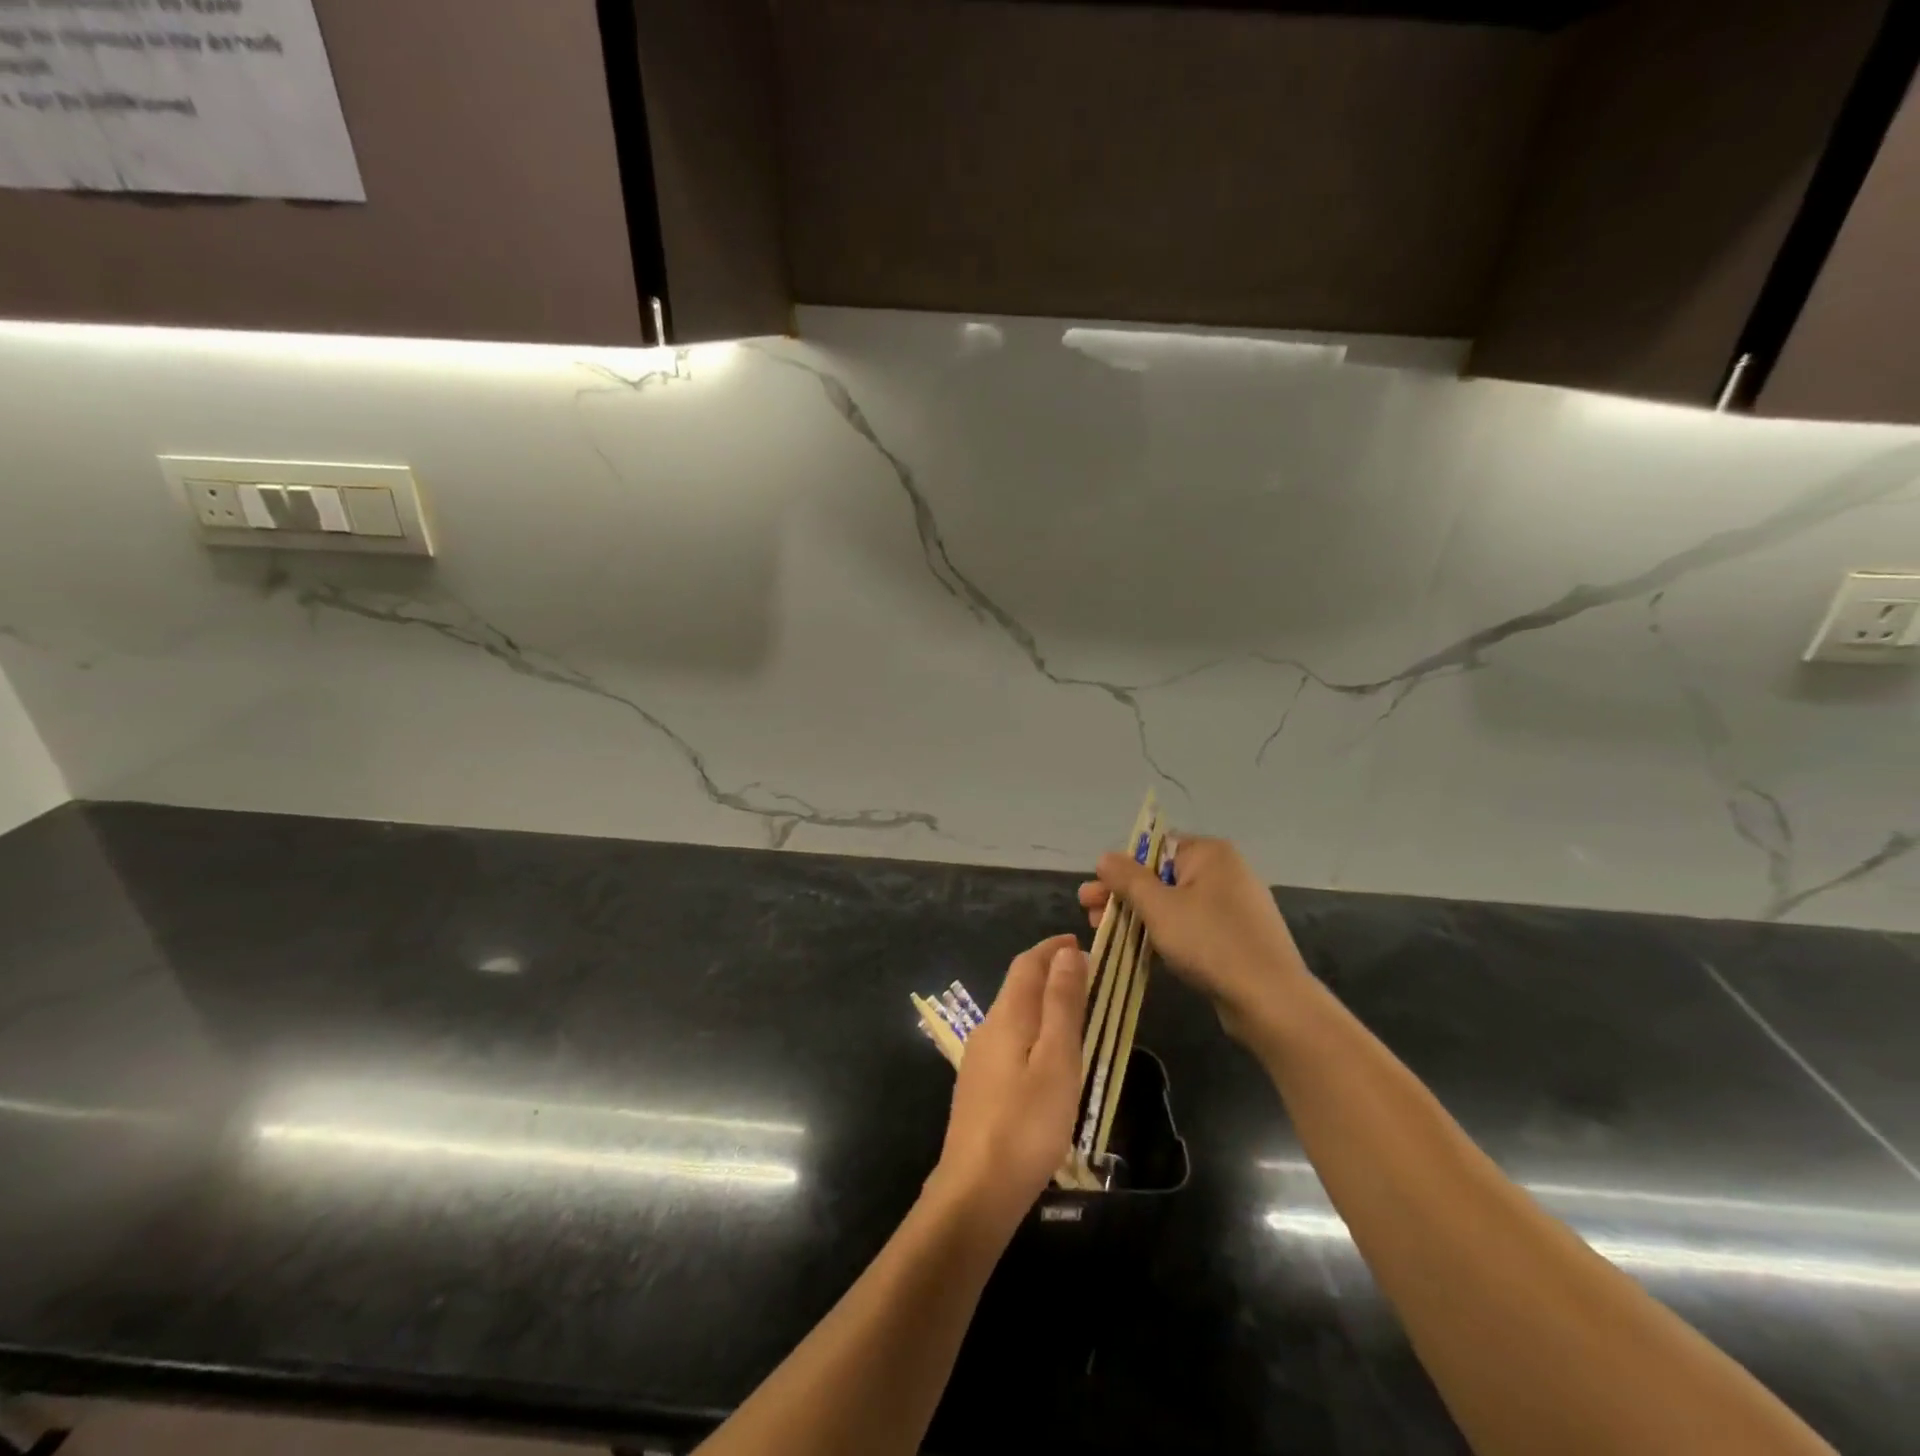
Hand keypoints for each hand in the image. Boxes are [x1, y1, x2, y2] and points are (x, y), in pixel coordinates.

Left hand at [931, 934, 1089, 1231]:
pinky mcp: (979, 1088)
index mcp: (1006, 1016)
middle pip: (1017, 987)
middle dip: (1048, 972)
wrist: (976, 1190)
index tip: (1080, 942)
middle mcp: (987, 1029)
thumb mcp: (1057, 1059)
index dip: (1052, 949)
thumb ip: (1062, 1004)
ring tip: (1075, 1011)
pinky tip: (1047, 1055)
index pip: (1027, 964)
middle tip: (1086, 975)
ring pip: (1013, 1015)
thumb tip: (1067, 953)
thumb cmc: (1027, 1123)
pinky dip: (1033, 1030)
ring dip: (1042, 1002)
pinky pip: (1010, 1040)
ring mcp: (979, 1060)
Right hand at [1079, 835, 1311, 1044]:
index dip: (1122, 868)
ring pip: (1174, 904)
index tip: (1095, 890)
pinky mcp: (1236, 937)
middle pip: (1161, 877)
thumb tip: (1105, 857)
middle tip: (1088, 913)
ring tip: (1106, 934)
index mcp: (1209, 854)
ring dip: (1138, 916)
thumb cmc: (1209, 941)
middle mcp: (1224, 872)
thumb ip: (1128, 879)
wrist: (1270, 1000)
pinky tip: (1139, 949)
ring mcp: (1233, 906)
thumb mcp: (1159, 907)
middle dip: (1123, 895)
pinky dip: (1164, 933)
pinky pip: (1191, 926)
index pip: (1155, 848)